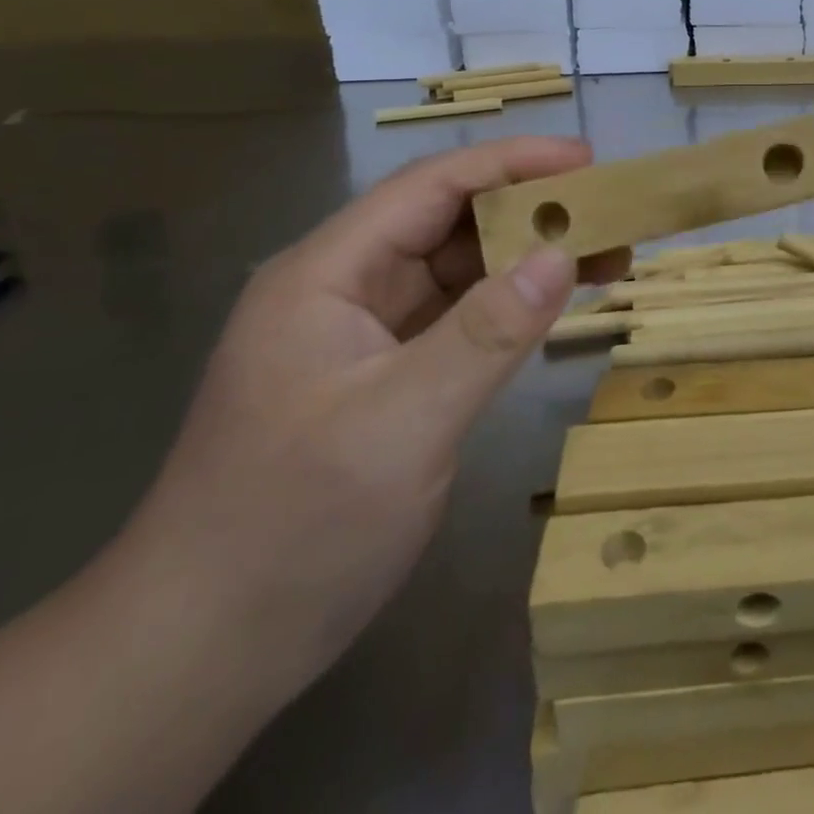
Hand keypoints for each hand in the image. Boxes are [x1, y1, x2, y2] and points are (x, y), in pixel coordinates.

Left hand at [118, 136, 627, 698]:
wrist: (203, 653)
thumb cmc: (293, 526)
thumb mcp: (403, 423)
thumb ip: (487, 333)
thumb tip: (562, 254)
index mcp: (329, 274)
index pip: (431, 187)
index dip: (512, 162)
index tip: (587, 160)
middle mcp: (346, 288)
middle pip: (450, 221)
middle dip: (531, 210)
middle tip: (610, 212)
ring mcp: (366, 334)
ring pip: (460, 269)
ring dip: (528, 257)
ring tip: (606, 255)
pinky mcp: (388, 375)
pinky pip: (460, 316)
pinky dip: (512, 303)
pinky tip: (556, 304)